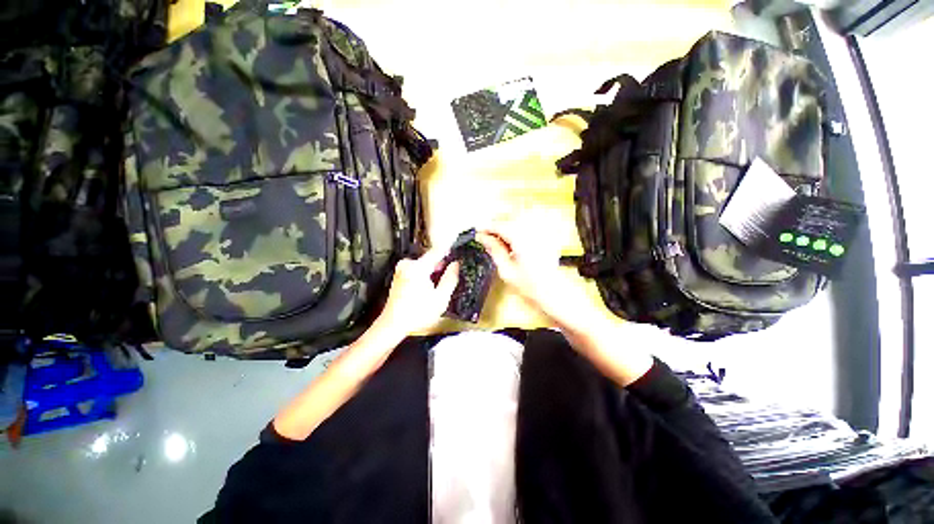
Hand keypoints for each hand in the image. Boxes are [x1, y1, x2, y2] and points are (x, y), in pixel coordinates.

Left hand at [370, 247, 459, 342]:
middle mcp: (407, 265)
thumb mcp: (440, 298)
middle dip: (441, 266)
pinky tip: (427, 288)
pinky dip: (424, 275)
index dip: (449, 250)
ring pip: (424, 265)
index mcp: (417, 268)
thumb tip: (455, 265)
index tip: (457, 247)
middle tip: (450, 275)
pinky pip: (417, 269)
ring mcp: (401, 269)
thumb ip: (450, 279)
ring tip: (437, 286)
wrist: (393, 324)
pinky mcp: (399, 275)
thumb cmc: (417, 313)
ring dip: (433, 271)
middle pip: (430, 259)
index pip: (437, 251)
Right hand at [475, 221, 596, 328]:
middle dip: (495, 228)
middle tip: (485, 238)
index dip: (486, 228)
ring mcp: (539, 234)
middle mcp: (532, 232)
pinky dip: (514, 235)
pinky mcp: (543, 238)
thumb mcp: (506, 270)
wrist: (554, 294)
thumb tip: (482, 238)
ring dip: (504, 230)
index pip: (499, 226)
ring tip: (496, 243)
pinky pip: (525, 230)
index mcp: (521, 239)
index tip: (476, 232)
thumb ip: (494, 250)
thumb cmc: (530, 286)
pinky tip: (510, 246)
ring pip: (516, 224)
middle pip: (508, 221)